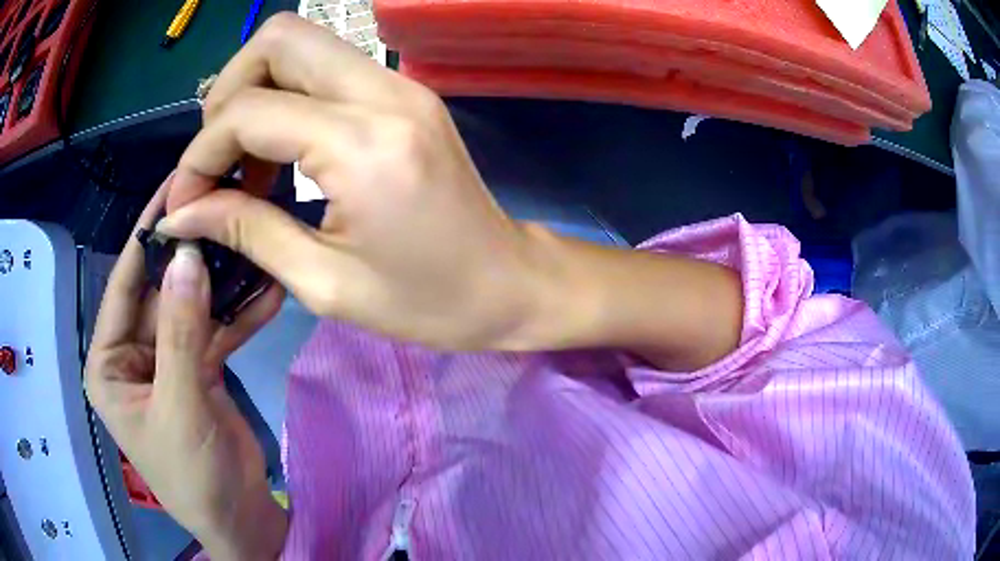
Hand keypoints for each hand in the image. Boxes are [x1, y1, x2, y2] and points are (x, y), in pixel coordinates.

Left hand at [84, 178, 287, 560]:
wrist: (240, 521)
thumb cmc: (193, 477)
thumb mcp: (180, 406)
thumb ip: (181, 333)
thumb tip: (189, 256)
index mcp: (109, 363)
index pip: (122, 286)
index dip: (146, 237)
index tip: (174, 187)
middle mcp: (133, 354)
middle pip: (160, 291)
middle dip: (190, 255)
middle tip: (222, 206)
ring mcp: (167, 360)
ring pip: (191, 308)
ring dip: (220, 282)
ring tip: (250, 240)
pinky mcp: (198, 370)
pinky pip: (215, 332)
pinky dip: (238, 315)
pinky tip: (266, 291)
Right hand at [156, 13, 560, 350]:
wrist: (510, 284)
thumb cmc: (429, 302)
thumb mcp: (325, 282)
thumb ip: (246, 232)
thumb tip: (182, 210)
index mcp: (364, 144)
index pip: (248, 111)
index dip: (200, 155)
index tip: (185, 201)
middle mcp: (383, 92)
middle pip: (279, 39)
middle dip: (227, 94)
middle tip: (216, 162)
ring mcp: (399, 86)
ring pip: (300, 46)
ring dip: (254, 95)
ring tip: (243, 169)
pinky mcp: (404, 95)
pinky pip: (324, 71)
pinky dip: (285, 102)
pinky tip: (278, 160)